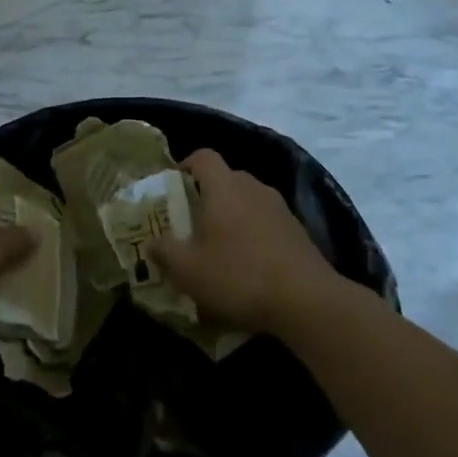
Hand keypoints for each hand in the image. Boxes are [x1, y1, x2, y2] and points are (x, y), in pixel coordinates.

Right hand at [143, 150, 339, 333]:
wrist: (306, 299)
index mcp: (224, 187)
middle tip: (192, 223)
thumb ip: (164, 252)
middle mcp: (253, 188)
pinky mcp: (297, 231)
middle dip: (208, 195)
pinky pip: (266, 221)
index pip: (204, 156)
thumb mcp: (188, 270)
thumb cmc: (238, 275)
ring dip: (233, 216)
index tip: (174, 186)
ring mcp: (280, 208)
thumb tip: (151, 243)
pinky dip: (254, 233)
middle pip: (227, 178)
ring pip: (248, 200)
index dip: (186, 165)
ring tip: (220, 247)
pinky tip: (249, 265)